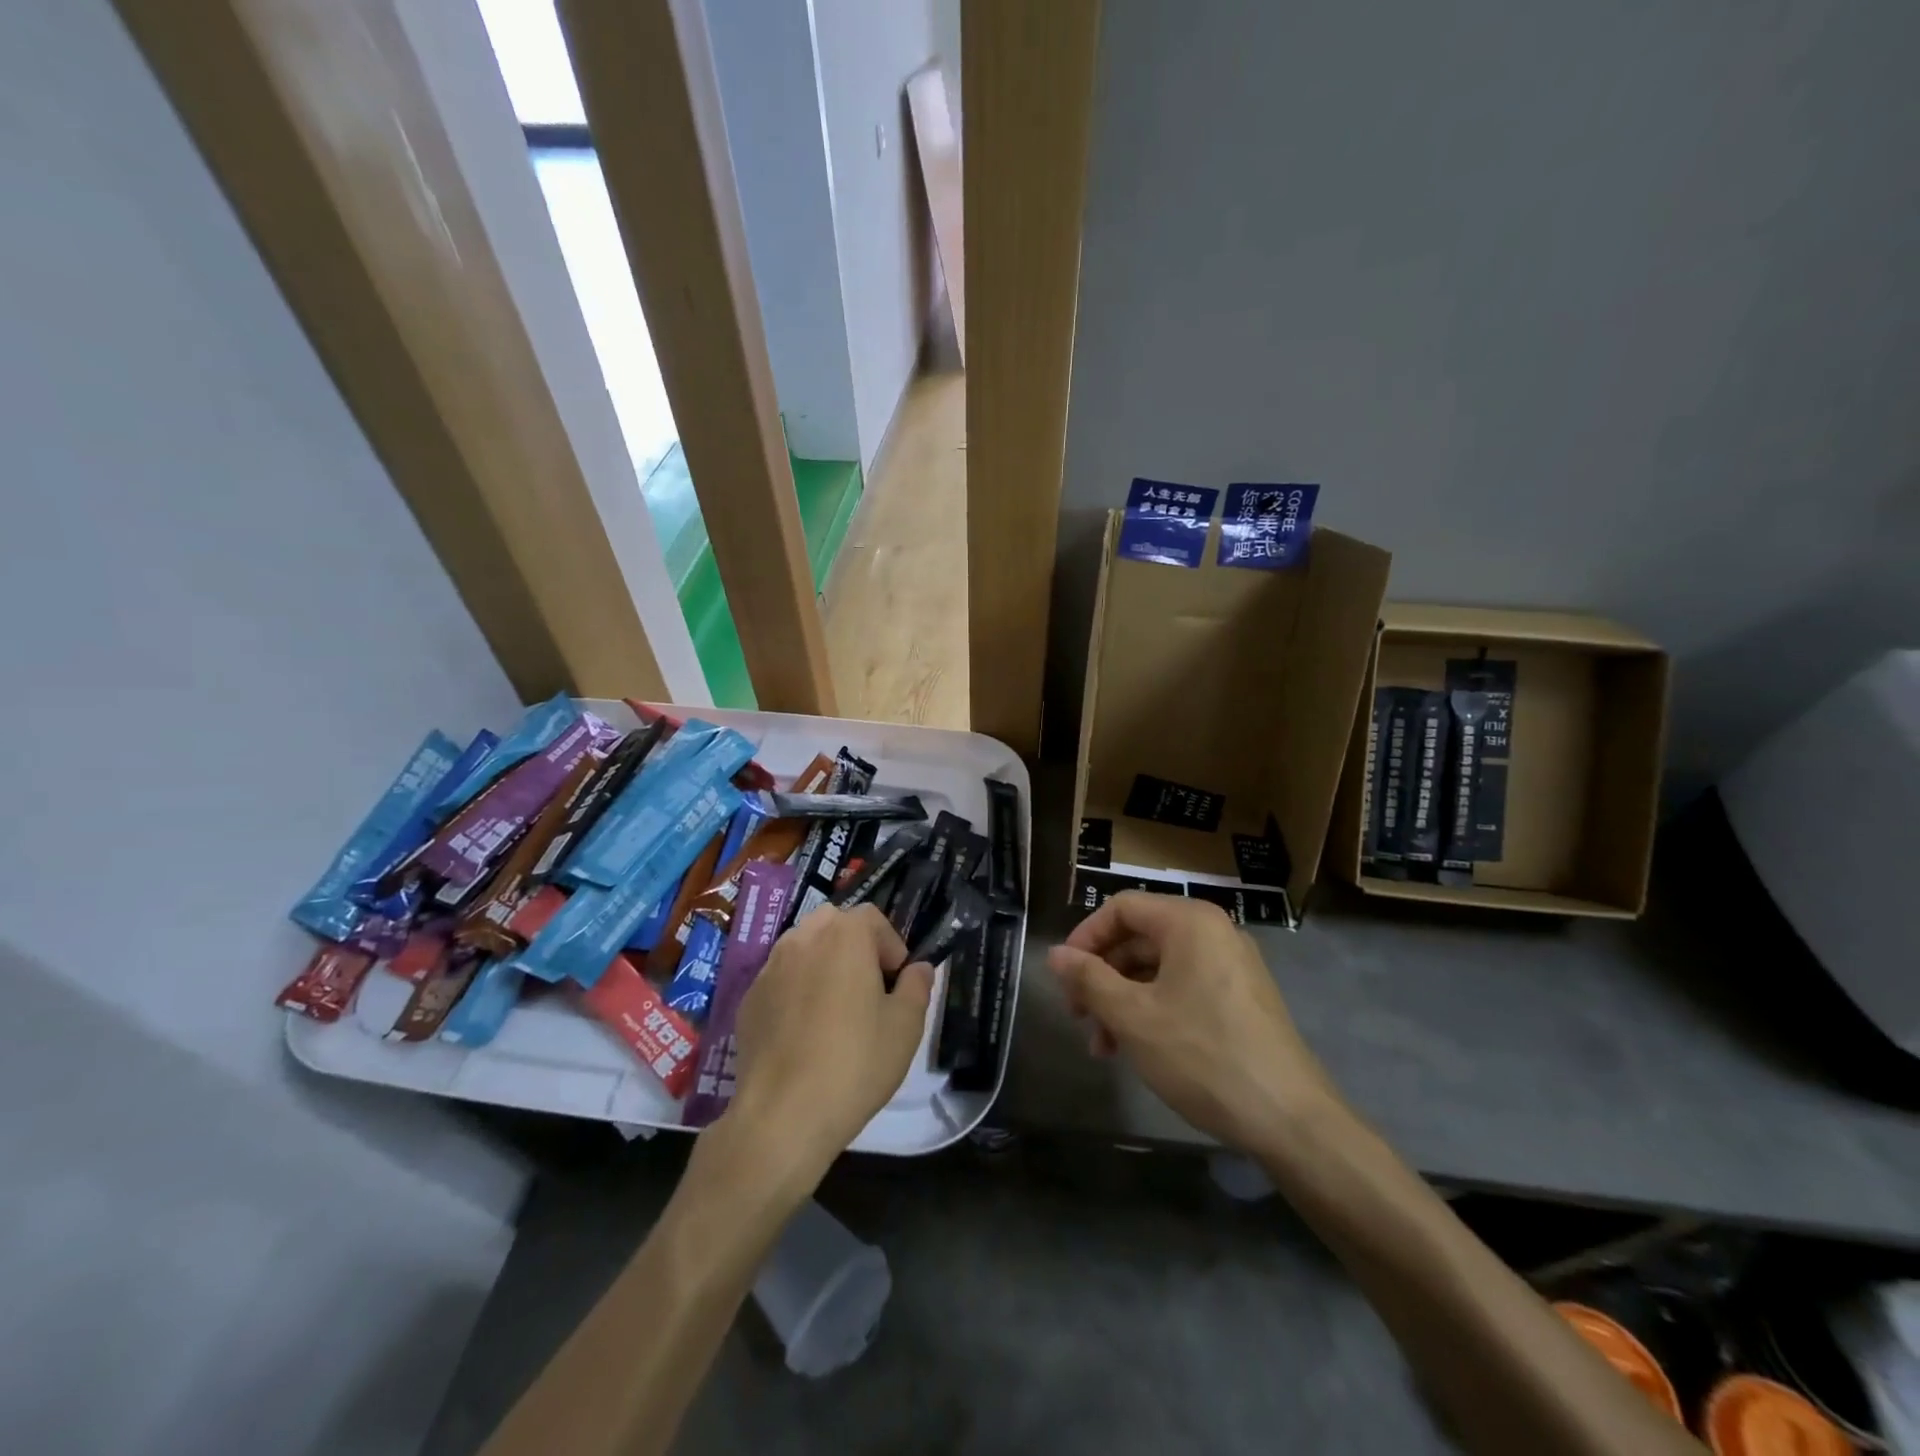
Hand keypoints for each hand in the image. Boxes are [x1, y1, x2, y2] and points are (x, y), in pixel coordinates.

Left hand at [726, 905, 933, 1185]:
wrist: (782, 1115)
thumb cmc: (855, 1062)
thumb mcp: (905, 1026)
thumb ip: (916, 986)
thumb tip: (918, 968)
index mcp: (844, 935)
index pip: (873, 918)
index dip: (891, 946)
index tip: (897, 983)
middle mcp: (803, 938)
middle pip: (834, 925)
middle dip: (854, 947)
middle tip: (868, 989)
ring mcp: (769, 967)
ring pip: (804, 948)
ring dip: (823, 964)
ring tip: (835, 1009)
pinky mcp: (748, 998)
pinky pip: (781, 978)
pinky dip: (796, 990)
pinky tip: (804, 1032)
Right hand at [1047, 892, 1333, 1151]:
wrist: (1291, 1120)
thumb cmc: (1203, 1056)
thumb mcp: (1133, 1017)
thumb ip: (1089, 979)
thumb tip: (1054, 954)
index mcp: (1189, 922)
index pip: (1121, 908)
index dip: (1085, 937)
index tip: (1064, 977)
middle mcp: (1214, 932)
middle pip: (1139, 938)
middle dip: (1102, 977)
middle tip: (1078, 1016)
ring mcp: (1232, 966)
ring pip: (1159, 968)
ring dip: (1123, 1000)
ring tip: (1103, 1047)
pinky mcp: (1242, 998)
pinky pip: (1184, 988)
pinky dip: (1154, 1010)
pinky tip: (1138, 1048)